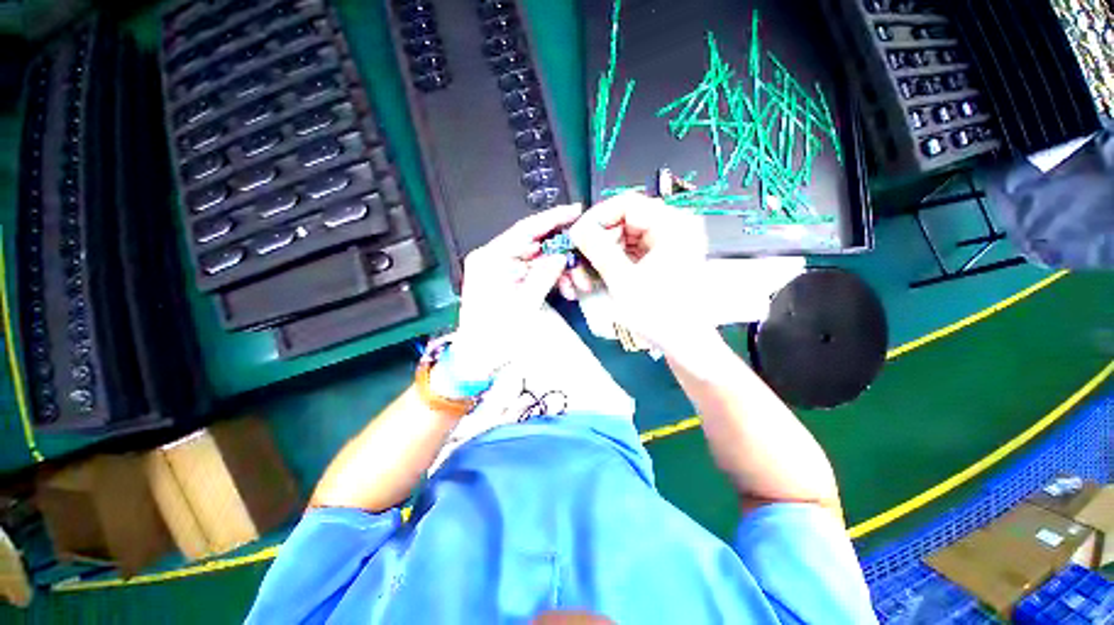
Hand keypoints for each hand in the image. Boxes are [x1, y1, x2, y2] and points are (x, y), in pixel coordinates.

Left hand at [452, 204, 583, 375]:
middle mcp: (494, 258)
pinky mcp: (510, 279)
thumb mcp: (523, 306)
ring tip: (577, 285)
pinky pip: (535, 272)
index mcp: (490, 258)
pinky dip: (552, 278)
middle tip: (584, 260)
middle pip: (534, 244)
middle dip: (562, 253)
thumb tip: (561, 256)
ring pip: (539, 259)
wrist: (479, 359)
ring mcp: (502, 269)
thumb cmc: (495, 336)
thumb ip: (543, 277)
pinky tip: (566, 290)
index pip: (524, 230)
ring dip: (560, 269)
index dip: (552, 219)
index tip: (576, 211)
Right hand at [569, 193, 712, 354]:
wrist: (684, 344)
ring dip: (601, 254)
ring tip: (586, 277)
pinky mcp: (660, 256)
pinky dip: (611, 261)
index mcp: (672, 224)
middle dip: (597, 242)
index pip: (626, 204)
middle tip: (578, 263)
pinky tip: (599, 277)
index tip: (576, 237)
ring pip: (622, 236)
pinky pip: (629, 250)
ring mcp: (666, 242)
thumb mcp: (623, 280)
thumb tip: (576, 228)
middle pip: (623, 220)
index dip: (596, 218)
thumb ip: (598, 249)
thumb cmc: (659, 313)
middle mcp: (672, 226)